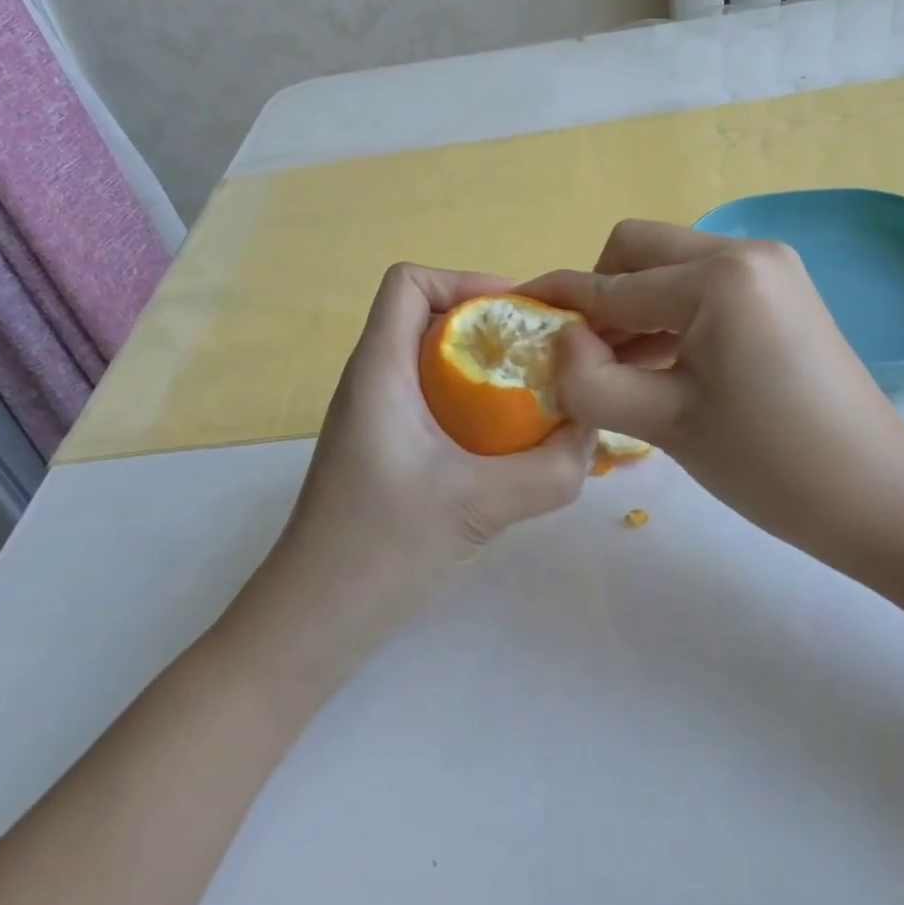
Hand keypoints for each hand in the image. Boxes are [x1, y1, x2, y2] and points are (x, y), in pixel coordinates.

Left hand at [233, 263, 595, 682]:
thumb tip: (593, 437)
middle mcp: (372, 379)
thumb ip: (549, 471)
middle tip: (541, 355)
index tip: (516, 315)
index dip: (463, 280)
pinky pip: (433, 397)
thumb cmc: (379, 550)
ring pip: (432, 358)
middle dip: (488, 324)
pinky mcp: (384, 447)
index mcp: (379, 369)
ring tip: (534, 394)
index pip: (408, 281)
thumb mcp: (478, 505)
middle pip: (428, 314)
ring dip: (483, 365)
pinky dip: (472, 401)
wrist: (310, 624)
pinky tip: (505, 443)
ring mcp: (375, 415)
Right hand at [523, 221, 903, 578]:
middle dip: (599, 293)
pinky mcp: (779, 290)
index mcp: (718, 277)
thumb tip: (557, 344)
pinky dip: (668, 315)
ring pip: (668, 266)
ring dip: (633, 306)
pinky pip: (701, 286)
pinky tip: (655, 361)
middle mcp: (744, 251)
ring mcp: (768, 267)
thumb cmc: (772, 465)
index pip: (613, 285)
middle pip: (638, 250)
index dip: (559, 303)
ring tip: (613, 366)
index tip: (516, 315)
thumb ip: (590, 379)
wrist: (884, 500)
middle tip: (584, 354)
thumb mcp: (664, 423)